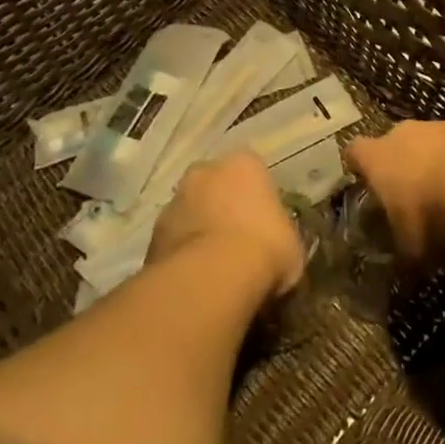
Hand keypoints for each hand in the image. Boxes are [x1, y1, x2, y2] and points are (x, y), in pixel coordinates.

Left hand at [147, 152, 303, 298]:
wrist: (212, 278)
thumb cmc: (264, 249)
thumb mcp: (292, 244)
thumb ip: (280, 235)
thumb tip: (276, 246)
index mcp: (244, 163)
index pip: (253, 173)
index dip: (258, 200)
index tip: (264, 226)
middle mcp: (205, 171)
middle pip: (216, 186)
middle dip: (222, 207)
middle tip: (237, 242)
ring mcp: (175, 200)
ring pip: (190, 212)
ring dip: (199, 230)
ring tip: (214, 267)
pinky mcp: (152, 233)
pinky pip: (174, 240)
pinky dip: (182, 255)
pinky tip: (195, 280)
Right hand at [344, 121, 444, 259]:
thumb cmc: (431, 215)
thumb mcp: (411, 249)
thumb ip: (403, 253)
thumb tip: (403, 272)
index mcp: (377, 158)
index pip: (355, 152)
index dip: (359, 166)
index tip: (364, 181)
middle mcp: (403, 134)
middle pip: (394, 143)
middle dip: (401, 165)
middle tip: (411, 195)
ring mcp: (439, 126)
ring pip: (430, 142)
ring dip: (437, 162)